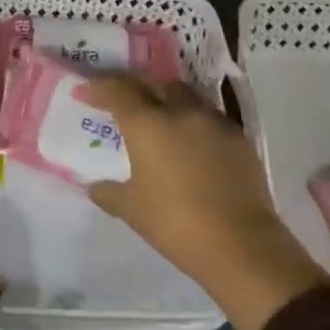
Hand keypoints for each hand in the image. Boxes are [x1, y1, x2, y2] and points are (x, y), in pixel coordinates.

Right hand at [84, 76, 328, 329]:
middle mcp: (180, 112)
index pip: (117, 89)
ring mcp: (213, 122)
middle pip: (154, 84)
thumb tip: (94, 186)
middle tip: (126, 104)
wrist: (241, 245)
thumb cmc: (176, 224)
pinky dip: (195, 123)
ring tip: (162, 122)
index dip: (99, 86)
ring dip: (169, 101)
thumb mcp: (131, 210)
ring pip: (186, 96)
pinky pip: (210, 118)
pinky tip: (193, 145)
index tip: (87, 92)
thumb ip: (108, 192)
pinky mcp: (239, 138)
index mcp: (147, 124)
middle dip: (137, 88)